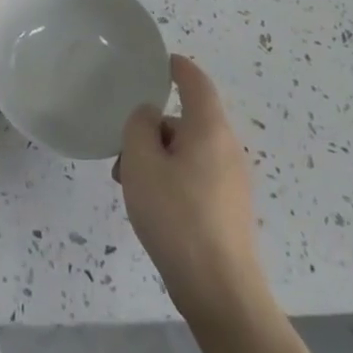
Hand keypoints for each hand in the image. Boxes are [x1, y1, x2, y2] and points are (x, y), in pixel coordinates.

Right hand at [116, 55, 267, 325]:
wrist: (220, 291)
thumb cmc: (177, 216)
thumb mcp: (141, 163)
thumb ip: (139, 126)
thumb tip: (149, 116)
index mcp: (209, 129)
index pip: (195, 82)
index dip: (177, 67)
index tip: (159, 61)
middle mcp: (226, 149)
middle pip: (186, 120)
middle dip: (151, 128)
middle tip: (121, 150)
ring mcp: (231, 181)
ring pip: (187, 151)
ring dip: (156, 157)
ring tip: (127, 184)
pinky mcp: (227, 209)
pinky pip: (195, 175)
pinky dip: (170, 177)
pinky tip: (150, 206)